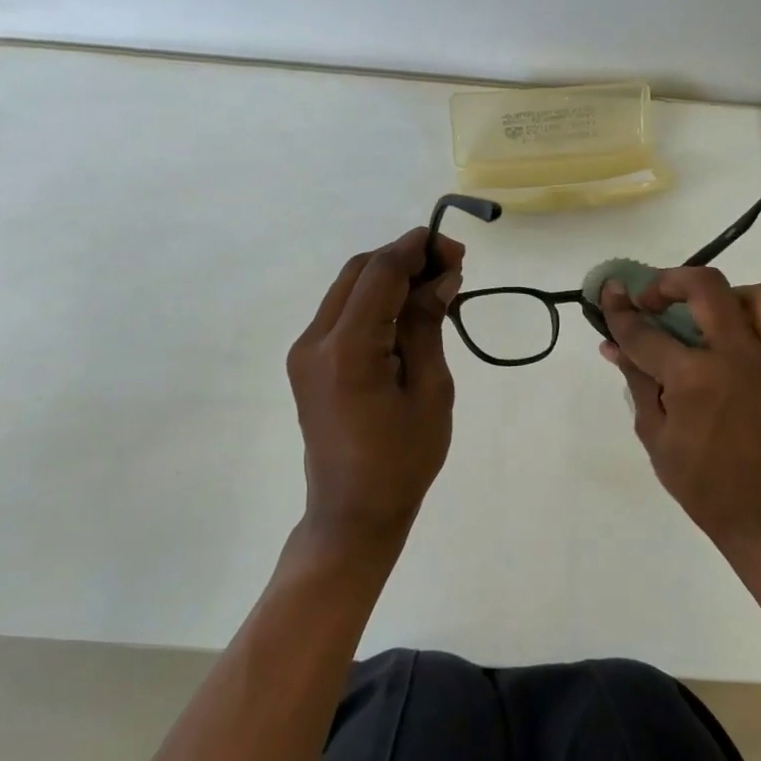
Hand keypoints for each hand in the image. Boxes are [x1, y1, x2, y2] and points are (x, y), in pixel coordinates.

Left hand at [287, 226, 463, 555]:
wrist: (353, 512)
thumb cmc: (403, 460)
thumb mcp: (430, 391)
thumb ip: (428, 326)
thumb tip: (440, 278)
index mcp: (347, 349)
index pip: (380, 273)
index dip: (417, 249)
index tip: (455, 249)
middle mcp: (315, 340)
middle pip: (358, 271)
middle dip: (404, 258)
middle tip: (450, 267)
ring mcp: (305, 351)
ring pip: (348, 288)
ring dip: (389, 278)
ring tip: (435, 287)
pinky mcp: (308, 363)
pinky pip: (342, 314)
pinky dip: (375, 302)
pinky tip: (407, 313)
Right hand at [599, 268, 760, 546]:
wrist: (760, 512)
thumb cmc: (698, 480)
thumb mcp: (654, 432)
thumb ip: (637, 381)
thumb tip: (613, 345)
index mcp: (694, 377)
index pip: (645, 331)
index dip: (619, 310)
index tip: (608, 292)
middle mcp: (736, 356)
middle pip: (706, 287)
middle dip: (671, 281)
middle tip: (655, 297)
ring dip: (729, 296)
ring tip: (710, 315)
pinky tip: (750, 344)